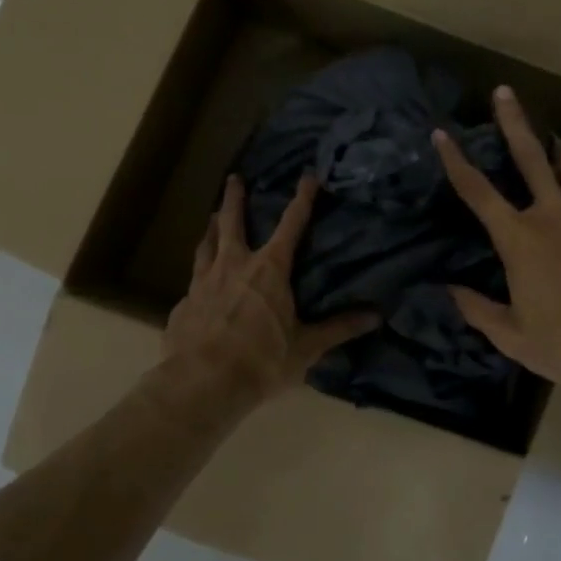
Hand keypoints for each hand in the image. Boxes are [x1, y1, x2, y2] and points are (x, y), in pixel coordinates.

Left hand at [163, 172, 379, 406]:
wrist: (202, 383)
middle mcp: (234, 265)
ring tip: (213, 216)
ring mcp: (203, 281)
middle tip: (234, 178)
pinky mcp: (184, 302)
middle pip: (233, 222)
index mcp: (269, 270)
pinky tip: (199, 280)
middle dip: (236, 198)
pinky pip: (194, 278)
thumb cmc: (262, 361)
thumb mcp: (306, 347)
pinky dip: (200, 271)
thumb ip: (339, 328)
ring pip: (207, 244)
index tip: (308, 176)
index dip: (302, 199)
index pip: (291, 225)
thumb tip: (376, 316)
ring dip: (212, 227)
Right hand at [433, 87, 560, 402]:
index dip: (455, 160)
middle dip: (513, 122)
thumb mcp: (513, 337)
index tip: (440, 134)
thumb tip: (451, 290)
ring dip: (560, 150)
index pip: (477, 191)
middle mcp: (554, 215)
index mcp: (519, 239)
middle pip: (529, 157)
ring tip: (555, 140)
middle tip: (504, 92)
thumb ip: (478, 309)